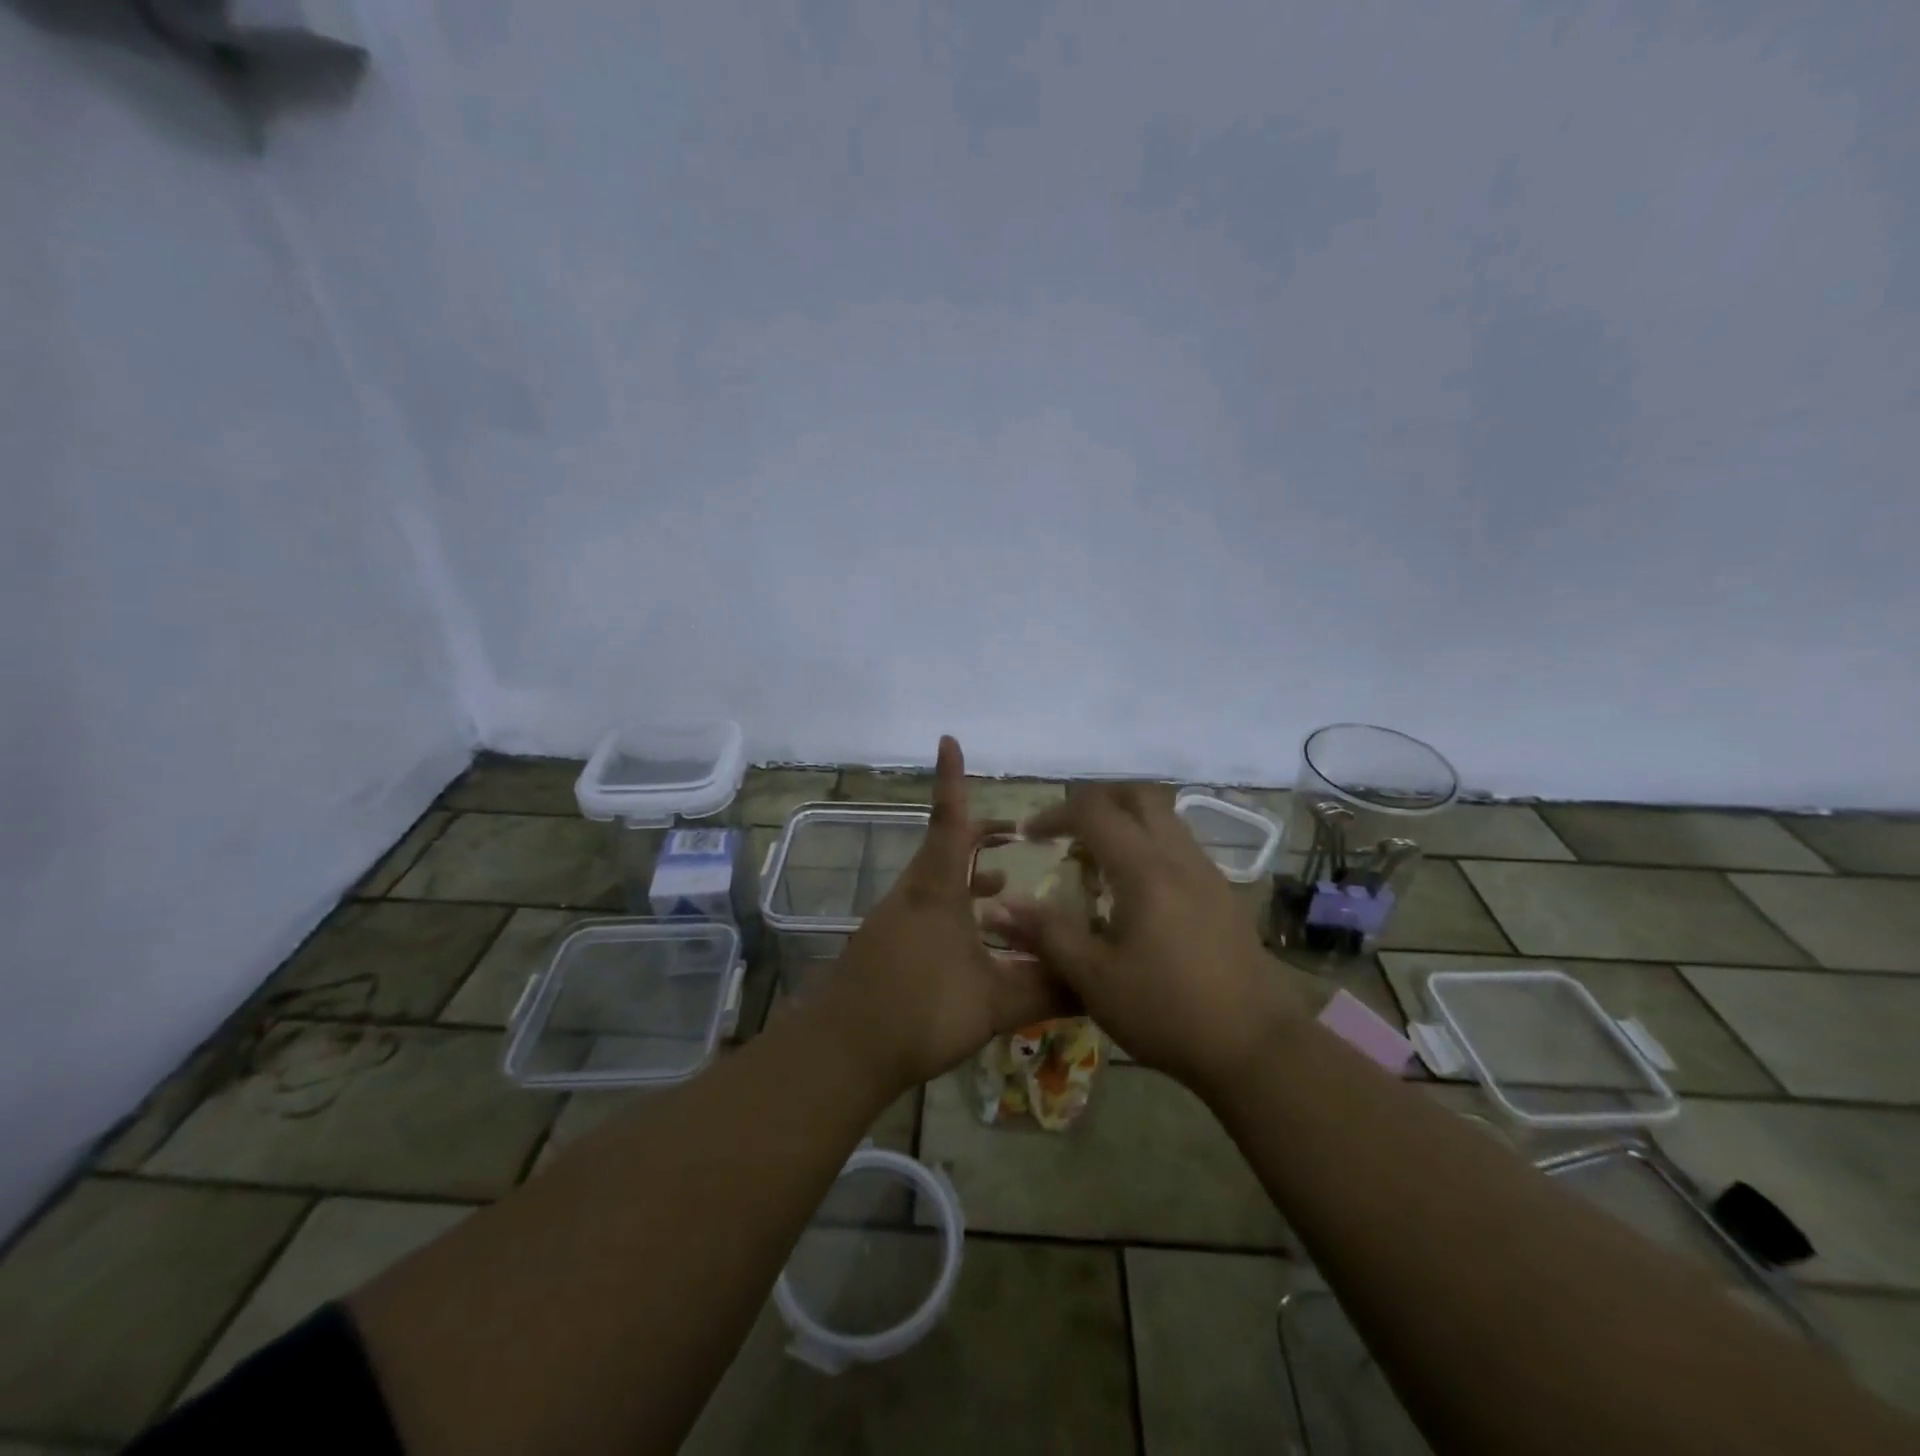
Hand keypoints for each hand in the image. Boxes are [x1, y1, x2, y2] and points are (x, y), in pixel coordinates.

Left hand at [826, 736, 1069, 1093]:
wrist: (843, 1049)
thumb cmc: (920, 1010)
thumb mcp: (993, 1001)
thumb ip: (1045, 989)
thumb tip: (1096, 984)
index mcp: (936, 889)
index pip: (949, 820)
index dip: (951, 780)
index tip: (948, 740)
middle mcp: (914, 893)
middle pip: (947, 847)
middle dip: (981, 835)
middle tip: (1019, 836)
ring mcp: (896, 919)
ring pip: (938, 880)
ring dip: (971, 876)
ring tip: (1006, 885)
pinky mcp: (888, 944)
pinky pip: (928, 908)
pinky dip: (957, 906)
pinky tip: (978, 940)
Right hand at [985, 786, 1314, 1095]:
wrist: (1256, 1047)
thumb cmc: (1167, 1011)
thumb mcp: (1095, 978)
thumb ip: (1046, 935)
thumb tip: (998, 908)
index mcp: (1145, 870)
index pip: (1094, 811)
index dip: (1055, 814)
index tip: (1029, 836)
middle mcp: (1179, 857)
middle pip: (1138, 795)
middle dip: (1096, 800)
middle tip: (1067, 830)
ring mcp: (1207, 873)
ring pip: (1164, 817)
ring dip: (1126, 821)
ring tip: (1097, 860)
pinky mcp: (1223, 894)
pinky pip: (1179, 845)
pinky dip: (1149, 844)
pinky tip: (1135, 891)